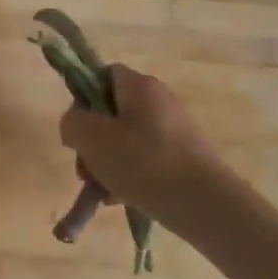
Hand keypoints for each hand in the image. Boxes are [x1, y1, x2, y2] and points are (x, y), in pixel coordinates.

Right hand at [59, 64, 223, 222]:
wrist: (205, 204)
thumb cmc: (143, 163)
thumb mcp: (92, 139)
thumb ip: (72, 122)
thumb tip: (76, 124)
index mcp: (139, 86)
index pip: (102, 74)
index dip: (83, 97)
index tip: (77, 128)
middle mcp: (159, 100)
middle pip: (111, 112)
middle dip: (92, 141)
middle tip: (85, 169)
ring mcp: (174, 129)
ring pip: (125, 140)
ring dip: (106, 163)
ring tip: (102, 191)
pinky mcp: (183, 156)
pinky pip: (144, 159)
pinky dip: (129, 176)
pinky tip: (121, 198)